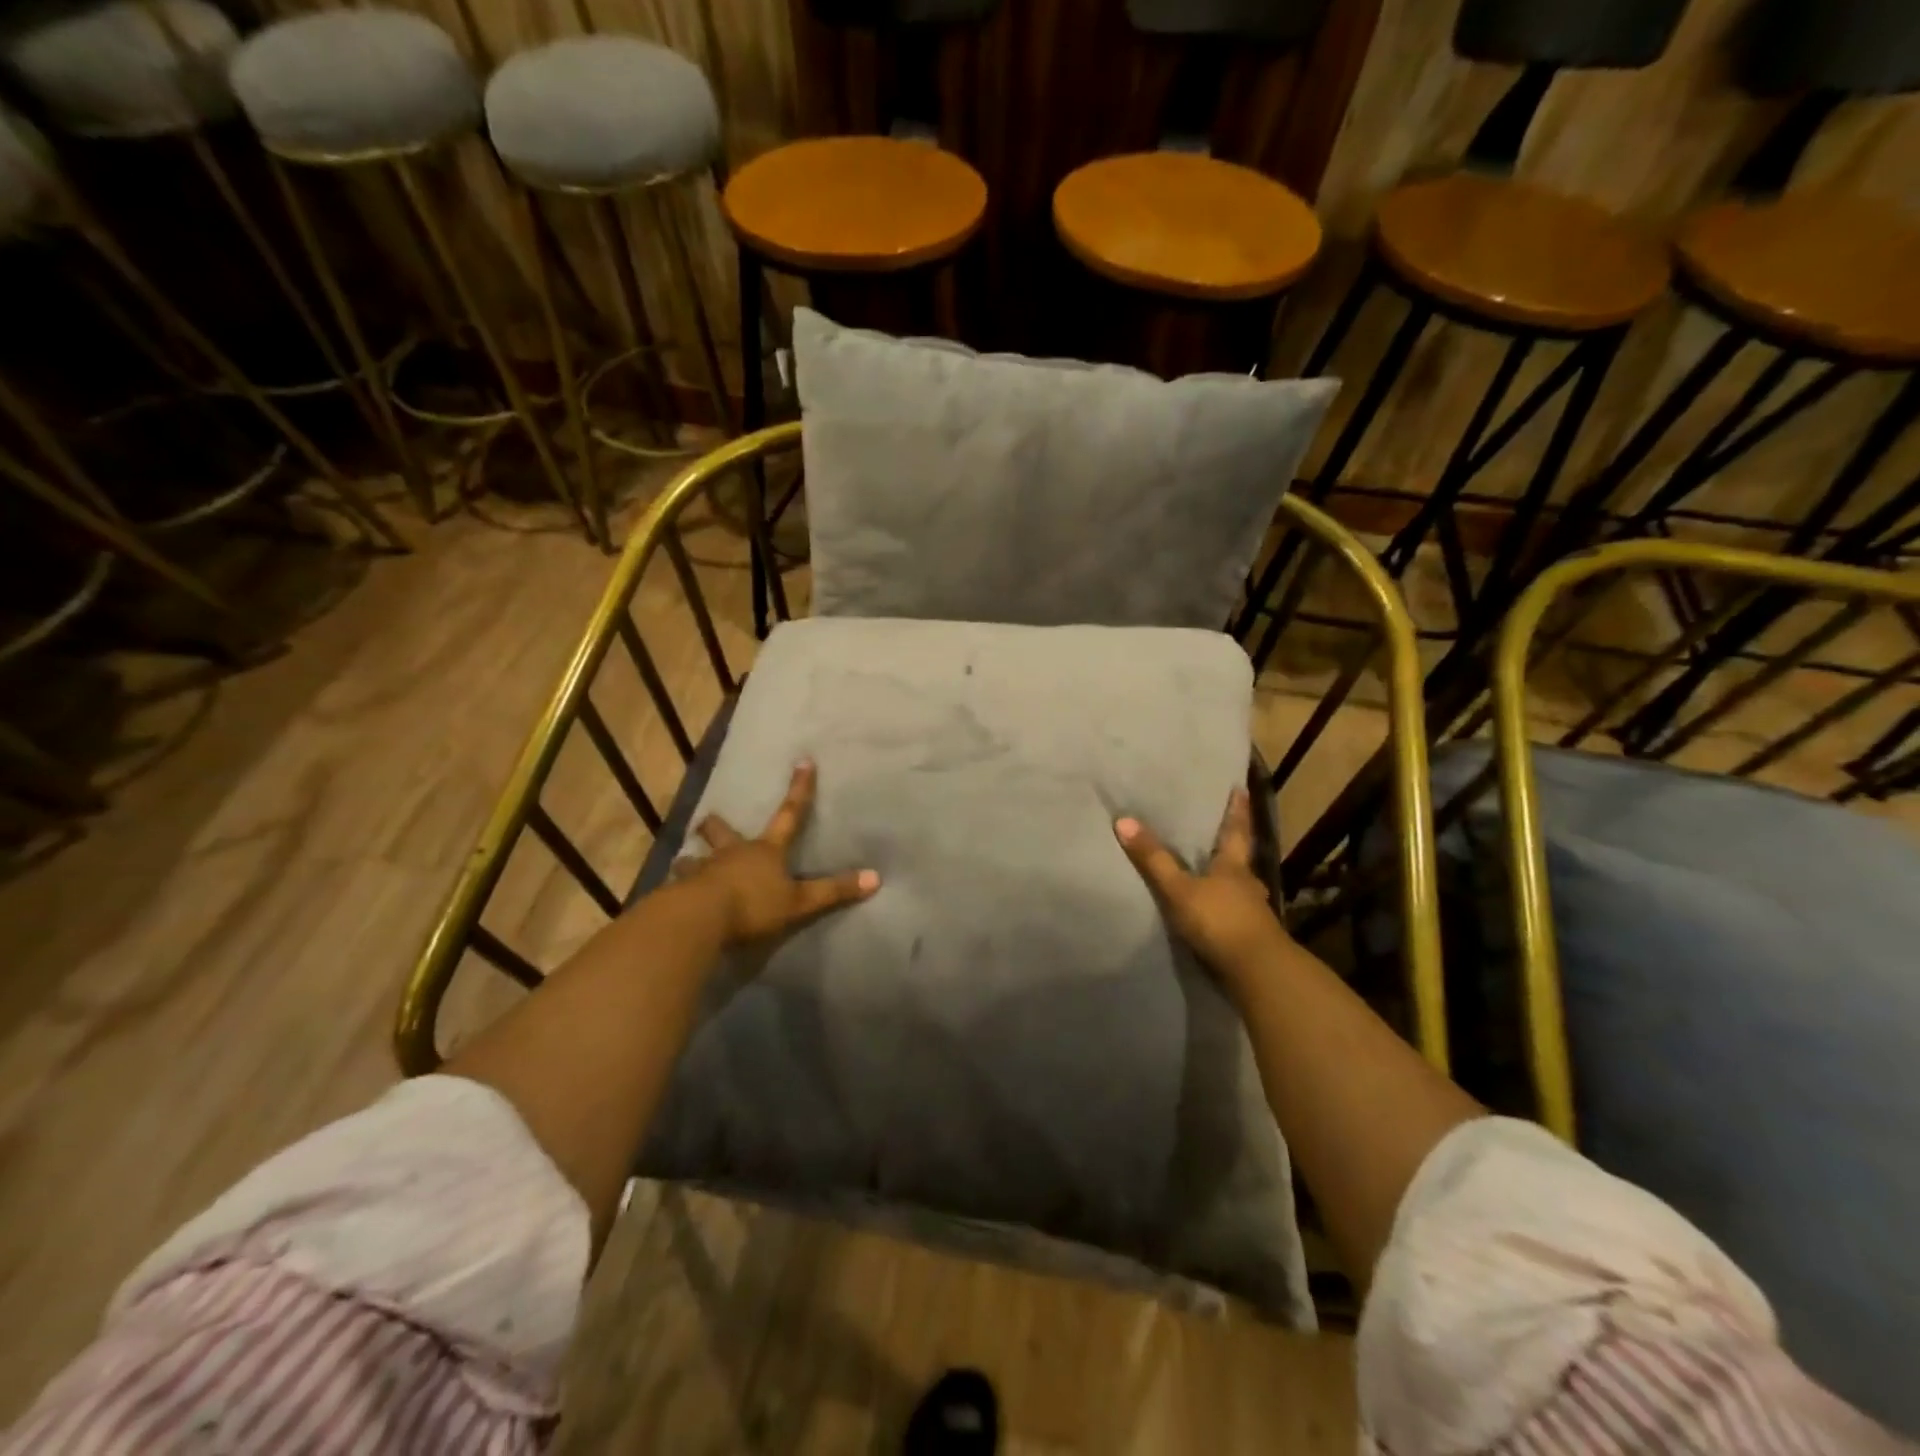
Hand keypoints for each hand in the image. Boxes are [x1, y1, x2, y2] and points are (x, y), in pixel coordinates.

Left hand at [675, 760, 878, 944]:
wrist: (701, 919)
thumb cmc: (754, 905)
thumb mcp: (800, 902)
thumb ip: (834, 891)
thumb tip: (876, 878)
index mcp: (765, 851)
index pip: (789, 814)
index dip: (799, 789)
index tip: (803, 761)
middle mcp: (733, 854)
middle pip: (722, 831)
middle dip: (716, 825)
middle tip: (707, 821)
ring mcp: (703, 871)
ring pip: (693, 859)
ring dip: (691, 860)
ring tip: (685, 863)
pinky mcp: (680, 893)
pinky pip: (678, 887)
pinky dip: (677, 890)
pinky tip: (674, 897)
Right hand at [1114, 788, 1290, 988]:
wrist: (1256, 971)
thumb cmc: (1220, 920)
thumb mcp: (1179, 888)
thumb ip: (1153, 859)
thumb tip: (1123, 819)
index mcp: (1234, 865)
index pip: (1236, 829)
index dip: (1237, 808)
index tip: (1241, 787)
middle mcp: (1247, 883)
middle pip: (1239, 857)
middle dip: (1229, 844)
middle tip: (1216, 829)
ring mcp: (1251, 911)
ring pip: (1237, 886)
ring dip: (1226, 879)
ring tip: (1209, 871)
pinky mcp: (1248, 935)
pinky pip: (1233, 911)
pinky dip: (1223, 905)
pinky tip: (1212, 909)